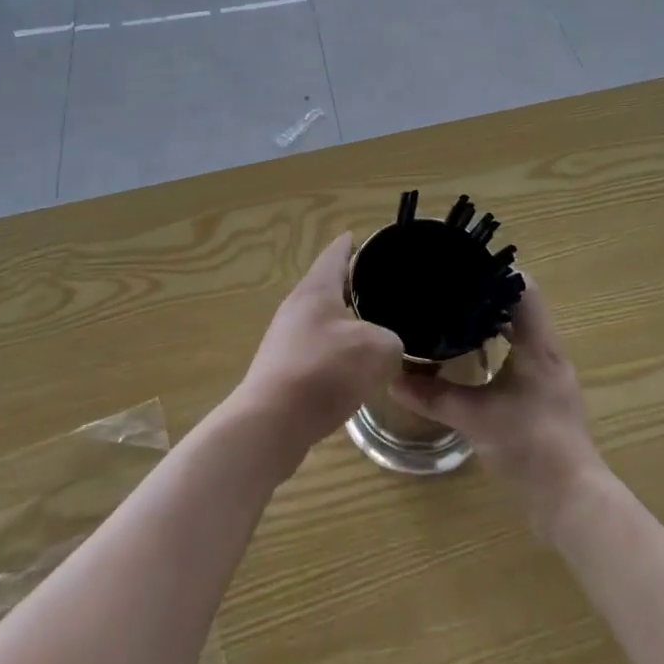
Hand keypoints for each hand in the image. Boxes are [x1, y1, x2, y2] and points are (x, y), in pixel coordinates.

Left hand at [233, 233, 403, 464]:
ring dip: (346, 324)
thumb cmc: (323, 371)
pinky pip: (316, 352)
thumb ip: (392, 340)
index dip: (353, 244)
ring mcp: (285, 340)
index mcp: (315, 289)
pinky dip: (336, 354)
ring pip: (323, 322)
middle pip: (327, 287)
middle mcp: (296, 307)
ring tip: (375, 331)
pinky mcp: (282, 371)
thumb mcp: (377, 349)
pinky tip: (354, 372)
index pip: (336, 253)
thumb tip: (388, 347)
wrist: (270, 424)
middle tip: (384, 290)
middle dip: (353, 287)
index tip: (368, 239)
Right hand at [390, 278, 602, 533]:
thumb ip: (433, 396)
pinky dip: (499, 347)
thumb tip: (391, 378)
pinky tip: (473, 359)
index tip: (462, 266)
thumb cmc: (528, 445)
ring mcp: (550, 374)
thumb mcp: (474, 417)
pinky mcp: (547, 396)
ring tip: (454, 316)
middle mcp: (549, 351)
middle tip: (449, 289)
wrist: (570, 500)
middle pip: (521, 306)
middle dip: (487, 296)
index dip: (495, 272)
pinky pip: (522, 354)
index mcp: (538, 343)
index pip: (524, 287)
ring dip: (493, 322)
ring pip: (522, 331)